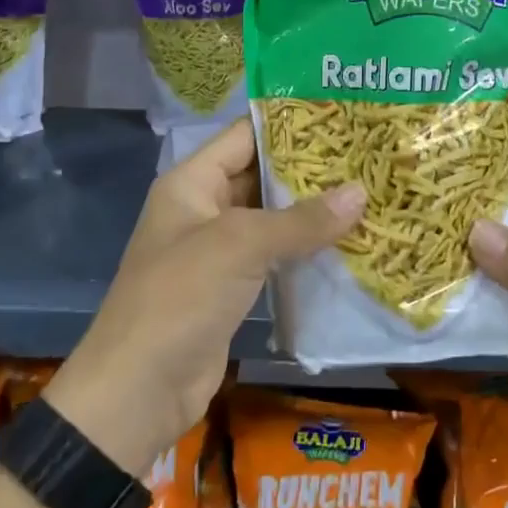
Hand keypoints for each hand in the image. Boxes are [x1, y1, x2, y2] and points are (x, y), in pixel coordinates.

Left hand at [46, 119, 363, 474]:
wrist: (138, 391)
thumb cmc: (180, 298)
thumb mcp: (239, 246)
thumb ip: (300, 220)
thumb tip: (361, 192)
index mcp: (191, 183)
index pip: (245, 136)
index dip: (289, 124)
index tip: (342, 116)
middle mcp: (203, 209)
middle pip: (261, 176)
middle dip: (310, 170)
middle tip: (367, 157)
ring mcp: (218, 251)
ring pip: (272, 219)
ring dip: (313, 212)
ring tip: (369, 193)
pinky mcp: (232, 288)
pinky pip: (274, 257)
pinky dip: (306, 250)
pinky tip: (349, 243)